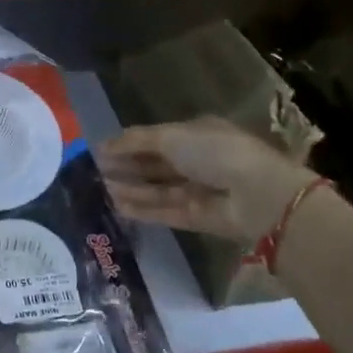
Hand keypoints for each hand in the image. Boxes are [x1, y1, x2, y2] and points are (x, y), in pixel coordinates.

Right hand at [97, 118, 313, 247]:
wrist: (257, 195)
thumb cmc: (215, 152)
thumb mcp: (172, 136)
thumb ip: (136, 141)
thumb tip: (104, 145)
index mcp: (197, 134)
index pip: (157, 138)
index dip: (129, 143)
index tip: (102, 150)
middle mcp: (198, 161)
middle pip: (156, 164)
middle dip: (128, 167)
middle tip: (96, 171)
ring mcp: (199, 190)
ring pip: (158, 189)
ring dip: (132, 188)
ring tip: (101, 189)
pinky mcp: (198, 217)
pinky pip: (165, 211)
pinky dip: (143, 209)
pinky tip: (118, 206)